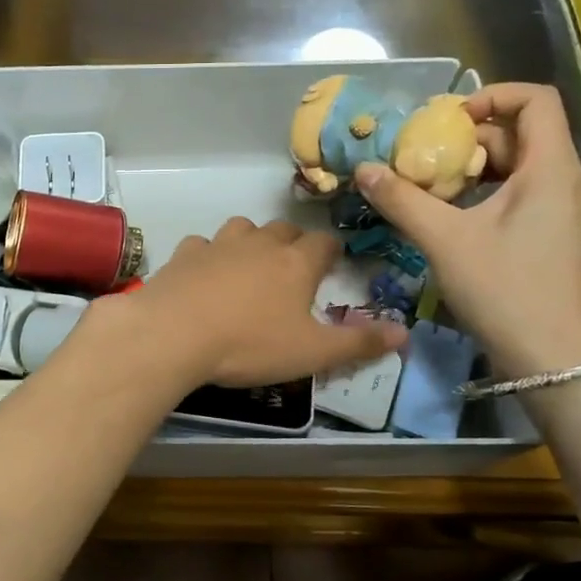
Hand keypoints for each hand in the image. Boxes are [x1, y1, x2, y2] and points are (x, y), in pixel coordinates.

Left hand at [117, 217, 405, 390]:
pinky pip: (202, 244)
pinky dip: (208, 254)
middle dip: (293, 244)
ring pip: (243, 228)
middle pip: (284, 230)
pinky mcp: (184, 255)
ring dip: (251, 241)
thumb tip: (406, 333)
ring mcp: (218, 245)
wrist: (174, 334)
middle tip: (294, 268)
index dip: (332, 251)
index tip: (332, 263)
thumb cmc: (249, 344)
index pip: (324, 243)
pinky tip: (204, 274)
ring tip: (251, 265)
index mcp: (296, 264)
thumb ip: (358, 343)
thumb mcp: (311, 353)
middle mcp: (260, 244)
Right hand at [354, 83, 580, 378]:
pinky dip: (487, 193)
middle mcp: (567, 181)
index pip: (536, 100)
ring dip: (474, 169)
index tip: (448, 120)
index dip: (492, 96)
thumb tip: (364, 170)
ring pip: (520, 167)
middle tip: (425, 158)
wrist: (551, 356)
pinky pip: (522, 194)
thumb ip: (403, 200)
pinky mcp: (555, 235)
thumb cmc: (503, 289)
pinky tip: (453, 218)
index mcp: (551, 169)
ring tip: (432, 189)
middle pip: (522, 134)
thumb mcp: (445, 241)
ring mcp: (564, 210)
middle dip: (471, 139)